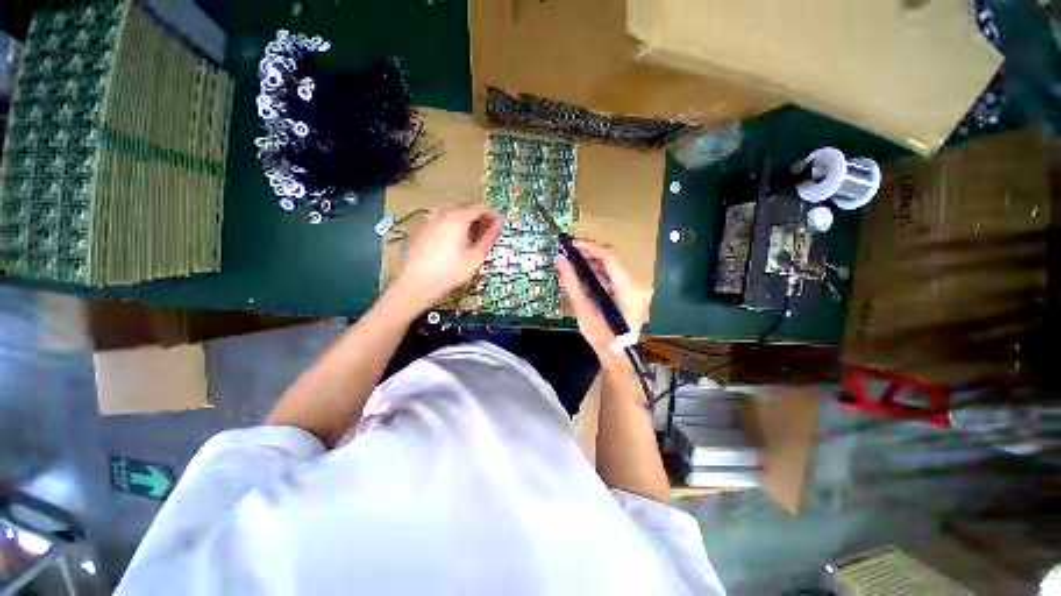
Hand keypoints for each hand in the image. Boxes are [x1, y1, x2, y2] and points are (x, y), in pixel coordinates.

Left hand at [393, 201, 500, 312]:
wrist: (417, 283)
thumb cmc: (450, 272)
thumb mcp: (475, 257)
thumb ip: (489, 238)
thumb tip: (497, 225)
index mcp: (457, 217)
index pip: (480, 206)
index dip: (491, 215)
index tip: (497, 226)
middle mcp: (441, 212)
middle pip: (465, 206)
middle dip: (478, 217)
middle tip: (485, 233)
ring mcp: (428, 218)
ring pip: (452, 212)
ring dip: (464, 221)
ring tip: (470, 239)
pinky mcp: (419, 227)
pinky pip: (439, 220)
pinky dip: (450, 225)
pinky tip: (452, 242)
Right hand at [555, 240, 650, 362]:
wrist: (616, 357)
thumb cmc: (600, 336)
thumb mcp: (583, 309)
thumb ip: (571, 282)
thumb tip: (559, 260)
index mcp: (628, 288)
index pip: (609, 257)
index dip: (590, 247)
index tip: (572, 244)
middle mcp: (636, 285)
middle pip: (612, 261)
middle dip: (589, 255)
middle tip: (569, 253)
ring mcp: (635, 290)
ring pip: (613, 269)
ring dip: (593, 265)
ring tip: (573, 263)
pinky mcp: (631, 295)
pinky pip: (614, 278)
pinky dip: (599, 275)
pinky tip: (585, 276)